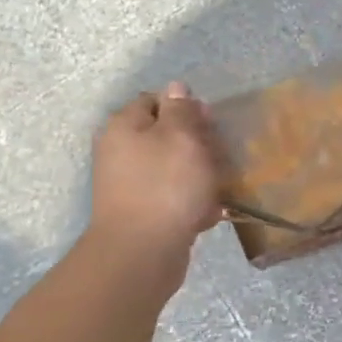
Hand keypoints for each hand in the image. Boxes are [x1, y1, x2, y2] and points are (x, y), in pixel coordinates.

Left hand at [88, 81, 224, 287]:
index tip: (211, 124)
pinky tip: (208, 213)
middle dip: (197, 144)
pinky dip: (191, 202)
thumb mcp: (181, 137)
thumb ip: (181, 110)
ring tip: (219, 186)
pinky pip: (172, 198)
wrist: (142, 252)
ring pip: (173, 168)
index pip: (156, 101)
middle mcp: (120, 152)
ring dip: (199, 174)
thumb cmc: (166, 186)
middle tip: (221, 157)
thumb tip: (176, 89)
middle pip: (166, 136)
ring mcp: (129, 185)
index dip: (186, 108)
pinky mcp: (142, 213)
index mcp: (124, 126)